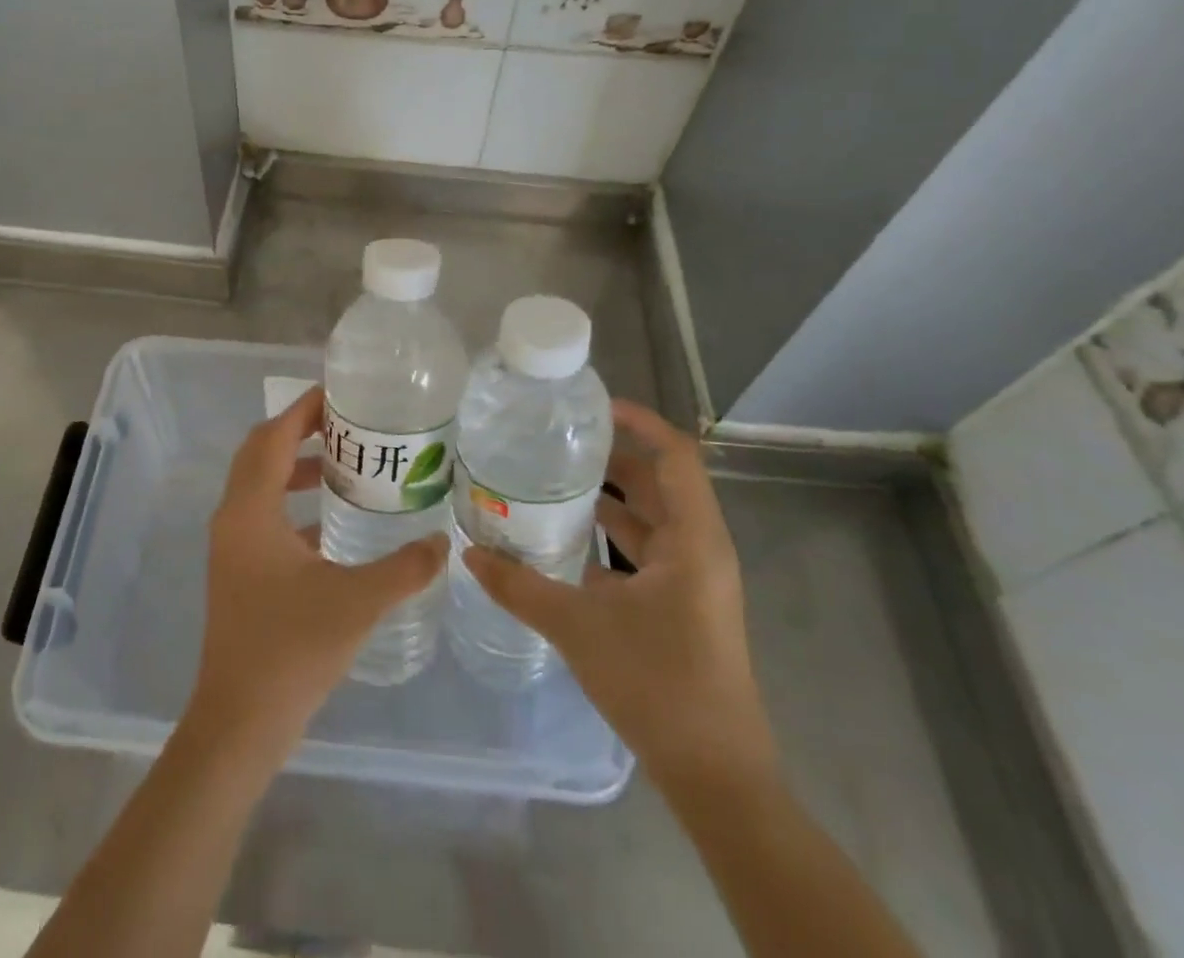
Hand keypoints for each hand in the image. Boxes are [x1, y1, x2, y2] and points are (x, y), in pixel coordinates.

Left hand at [189, 385, 443, 756]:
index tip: (337, 392)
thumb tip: (444, 542)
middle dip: (299, 432)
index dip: (302, 410)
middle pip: (260, 453)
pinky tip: (332, 525)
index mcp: (250, 512)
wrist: (239, 723)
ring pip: (260, 485)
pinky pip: (264, 517)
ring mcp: (232, 547)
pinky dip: (293, 505)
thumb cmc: (291, 651)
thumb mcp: (356, 603)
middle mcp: (233, 519)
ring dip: (295, 468)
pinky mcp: (238, 572)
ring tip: (345, 468)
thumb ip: (404, 568)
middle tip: (347, 425)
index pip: (272, 437)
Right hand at [461, 400, 776, 799]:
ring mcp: (694, 581)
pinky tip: (565, 542)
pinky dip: (611, 539)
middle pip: (659, 483)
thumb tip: (468, 553)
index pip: (675, 456)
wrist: (715, 776)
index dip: (640, 423)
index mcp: (694, 540)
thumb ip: (520, 587)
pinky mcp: (683, 606)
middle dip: (612, 459)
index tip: (593, 408)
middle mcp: (700, 550)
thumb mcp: (579, 628)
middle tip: (556, 442)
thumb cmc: (658, 685)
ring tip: (552, 481)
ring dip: (609, 499)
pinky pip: (646, 553)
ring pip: (651, 520)